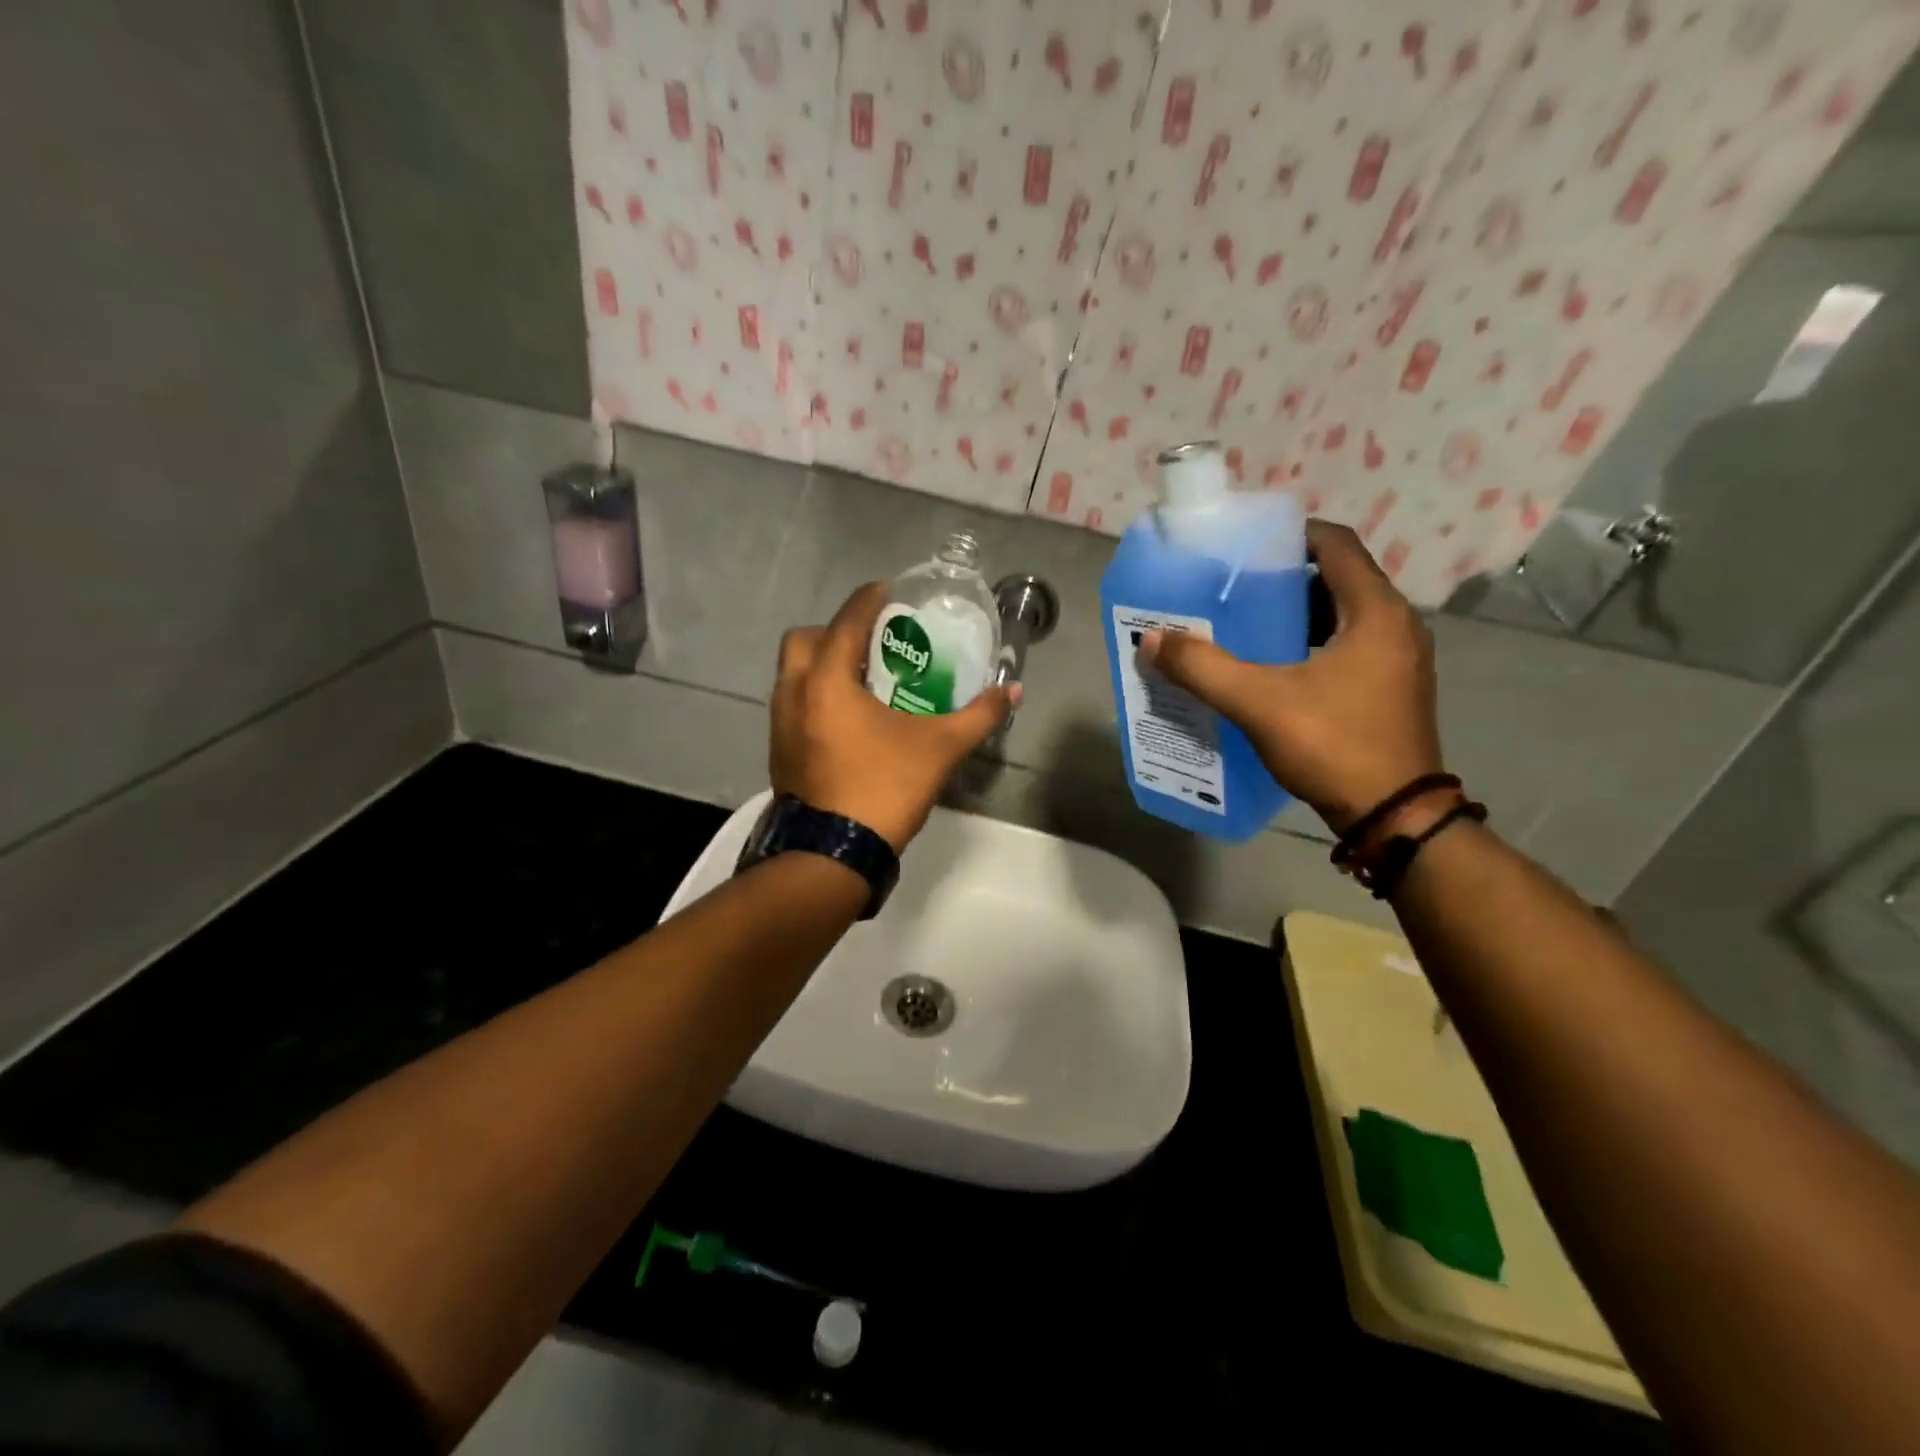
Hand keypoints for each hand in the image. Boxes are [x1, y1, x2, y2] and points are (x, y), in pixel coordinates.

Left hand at [771, 582, 1019, 851]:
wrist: (833, 854)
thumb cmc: (884, 789)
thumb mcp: (940, 749)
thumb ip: (979, 715)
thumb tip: (1014, 691)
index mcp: (827, 681)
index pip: (846, 621)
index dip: (869, 600)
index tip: (888, 591)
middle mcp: (794, 693)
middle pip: (805, 640)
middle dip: (835, 631)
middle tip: (871, 643)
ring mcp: (780, 724)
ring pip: (793, 673)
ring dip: (822, 664)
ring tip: (863, 679)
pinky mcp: (779, 750)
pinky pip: (793, 703)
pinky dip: (815, 695)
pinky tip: (848, 719)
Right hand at [1140, 520, 1443, 833]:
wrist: (1394, 816)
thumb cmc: (1333, 745)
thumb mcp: (1258, 703)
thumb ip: (1202, 668)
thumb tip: (1151, 640)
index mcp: (1375, 612)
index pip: (1336, 544)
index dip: (1290, 536)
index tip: (1245, 550)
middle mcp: (1397, 625)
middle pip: (1338, 578)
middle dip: (1286, 579)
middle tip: (1236, 591)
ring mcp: (1400, 659)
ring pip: (1344, 615)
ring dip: (1298, 615)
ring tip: (1248, 627)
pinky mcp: (1393, 688)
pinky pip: (1350, 645)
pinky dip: (1313, 644)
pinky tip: (1276, 668)